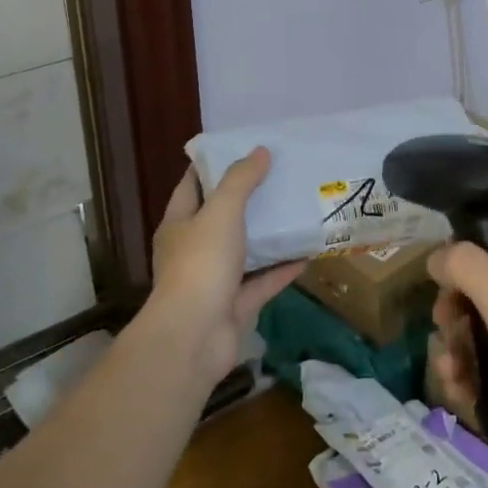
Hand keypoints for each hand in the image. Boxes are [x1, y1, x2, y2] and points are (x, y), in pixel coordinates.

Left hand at [142, 148, 302, 385]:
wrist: (194, 338)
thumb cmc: (201, 264)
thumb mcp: (221, 211)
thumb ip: (241, 180)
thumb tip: (260, 151)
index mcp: (179, 224)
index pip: (192, 185)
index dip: (214, 166)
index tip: (242, 149)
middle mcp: (193, 250)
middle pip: (221, 218)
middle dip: (247, 199)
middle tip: (279, 176)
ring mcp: (213, 281)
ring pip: (244, 251)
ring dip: (267, 235)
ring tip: (296, 210)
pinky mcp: (234, 306)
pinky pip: (262, 282)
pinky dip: (282, 269)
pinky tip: (307, 253)